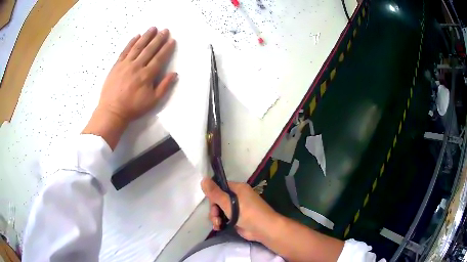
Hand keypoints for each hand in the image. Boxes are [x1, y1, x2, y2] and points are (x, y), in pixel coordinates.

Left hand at [98, 27, 176, 122]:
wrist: (112, 111)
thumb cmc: (133, 108)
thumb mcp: (152, 101)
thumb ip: (164, 87)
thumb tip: (174, 74)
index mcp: (147, 75)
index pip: (159, 58)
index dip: (166, 48)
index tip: (172, 40)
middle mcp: (137, 66)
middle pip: (149, 49)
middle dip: (158, 39)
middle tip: (165, 30)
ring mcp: (125, 64)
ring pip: (138, 47)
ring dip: (146, 37)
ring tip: (153, 28)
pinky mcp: (116, 65)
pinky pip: (125, 51)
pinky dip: (131, 42)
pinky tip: (136, 36)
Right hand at [201, 178, 280, 241]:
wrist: (263, 229)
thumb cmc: (247, 213)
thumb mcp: (228, 203)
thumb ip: (215, 193)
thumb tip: (203, 179)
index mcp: (238, 188)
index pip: (220, 187)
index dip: (213, 195)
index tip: (212, 203)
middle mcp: (238, 197)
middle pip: (219, 200)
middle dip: (214, 210)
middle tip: (215, 217)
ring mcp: (238, 208)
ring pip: (220, 210)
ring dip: (216, 217)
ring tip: (217, 225)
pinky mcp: (237, 219)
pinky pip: (224, 218)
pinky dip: (220, 222)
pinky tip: (218, 228)